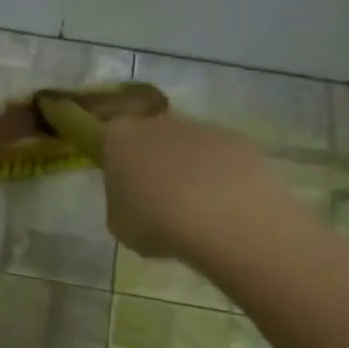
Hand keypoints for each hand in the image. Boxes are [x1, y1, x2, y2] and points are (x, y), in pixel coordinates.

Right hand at [101, 112, 283, 260]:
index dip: (118, 164)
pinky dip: (222, 177)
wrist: (222, 219)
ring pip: (189, 147)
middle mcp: (159, 122)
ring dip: (190, 170)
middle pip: (152, 138)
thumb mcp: (119, 225)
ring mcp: (202, 127)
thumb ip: (121, 203)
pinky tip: (225, 207)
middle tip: (160, 200)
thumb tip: (136, 200)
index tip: (126, 189)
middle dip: (155, 163)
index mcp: (120, 138)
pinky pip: (222, 159)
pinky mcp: (239, 140)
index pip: (110, 141)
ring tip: (197, 209)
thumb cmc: (156, 222)